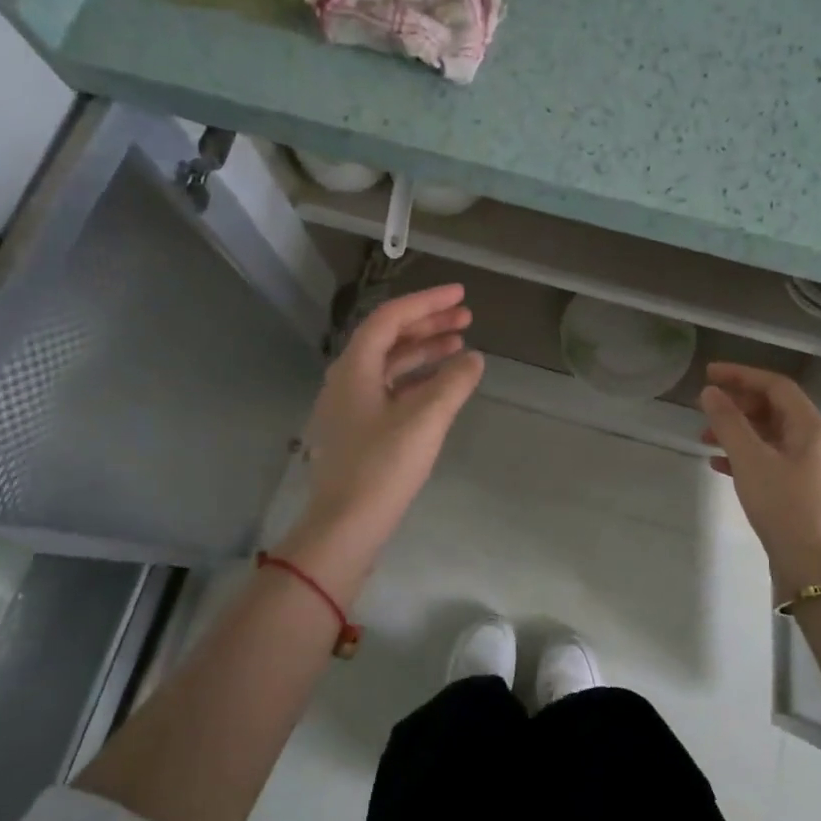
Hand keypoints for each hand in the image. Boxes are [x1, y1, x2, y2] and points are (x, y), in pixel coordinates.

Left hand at [288, 285, 483, 593]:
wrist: (346, 525)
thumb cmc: (383, 466)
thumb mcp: (425, 419)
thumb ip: (453, 383)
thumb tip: (474, 359)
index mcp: (355, 367)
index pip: (391, 318)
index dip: (427, 302)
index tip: (461, 295)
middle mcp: (347, 379)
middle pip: (389, 337)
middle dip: (428, 324)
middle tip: (466, 318)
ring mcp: (350, 406)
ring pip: (390, 364)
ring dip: (424, 351)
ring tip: (460, 346)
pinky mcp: (358, 429)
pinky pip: (389, 389)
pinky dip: (416, 379)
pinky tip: (441, 386)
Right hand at [699, 362, 820, 598]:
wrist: (815, 567)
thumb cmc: (785, 506)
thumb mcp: (751, 460)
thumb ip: (728, 423)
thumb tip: (709, 392)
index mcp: (810, 426)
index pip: (776, 385)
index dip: (741, 375)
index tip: (708, 374)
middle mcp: (812, 441)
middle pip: (773, 408)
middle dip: (737, 404)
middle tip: (705, 407)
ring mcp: (806, 467)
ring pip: (767, 436)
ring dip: (736, 431)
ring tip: (704, 438)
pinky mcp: (796, 490)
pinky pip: (766, 460)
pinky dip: (742, 456)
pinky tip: (717, 464)